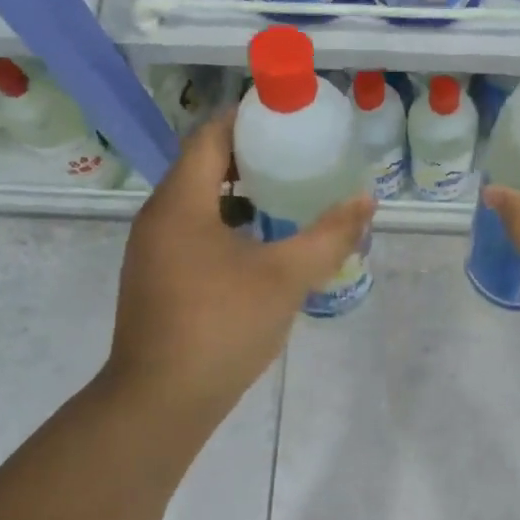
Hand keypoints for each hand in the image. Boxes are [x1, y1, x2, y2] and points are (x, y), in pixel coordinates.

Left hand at [103, 111, 374, 422]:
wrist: (161, 401)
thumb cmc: (221, 328)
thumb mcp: (285, 278)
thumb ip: (330, 236)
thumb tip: (367, 200)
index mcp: (181, 203)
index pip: (211, 135)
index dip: (249, 118)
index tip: (290, 117)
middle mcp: (158, 217)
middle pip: (203, 165)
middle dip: (251, 156)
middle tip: (299, 156)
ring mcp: (153, 251)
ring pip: (198, 203)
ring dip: (240, 194)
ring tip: (287, 197)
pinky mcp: (157, 279)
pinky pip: (193, 233)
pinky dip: (227, 226)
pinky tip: (262, 248)